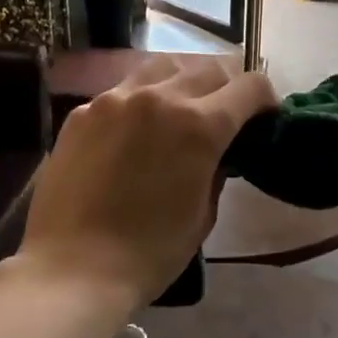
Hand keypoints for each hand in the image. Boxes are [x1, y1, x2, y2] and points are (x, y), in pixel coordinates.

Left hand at [17, 57, 277, 312]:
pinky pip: (124, 90)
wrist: (72, 270)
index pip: (250, 86)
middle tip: (226, 113)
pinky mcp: (83, 112)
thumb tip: (219, 150)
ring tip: (181, 107)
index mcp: (200, 125)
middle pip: (209, 68)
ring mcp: (116, 99)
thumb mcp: (204, 213)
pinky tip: (136, 130)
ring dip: (184, 80)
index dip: (265, 99)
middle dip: (228, 86)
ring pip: (164, 66)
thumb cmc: (150, 252)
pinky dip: (142, 99)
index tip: (264, 117)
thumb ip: (217, 168)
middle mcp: (160, 97)